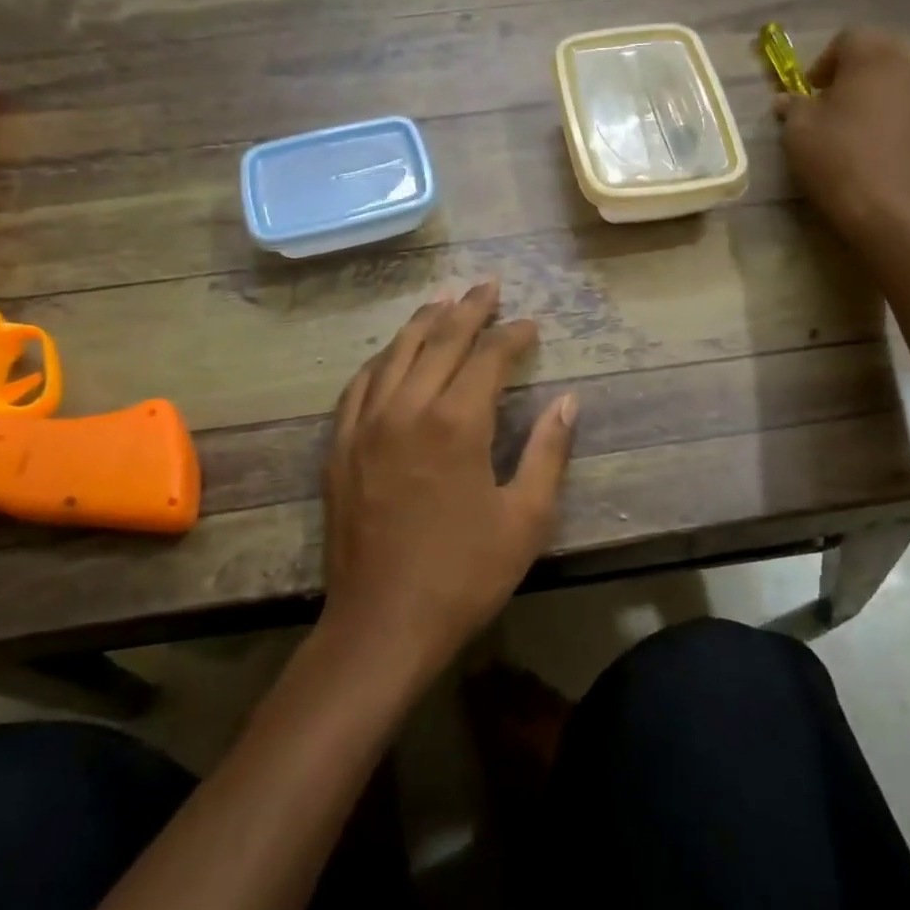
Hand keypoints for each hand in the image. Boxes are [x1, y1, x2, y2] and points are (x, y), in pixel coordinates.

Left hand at [320, 281, 576, 676]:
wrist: (382, 624)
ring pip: (395, 353)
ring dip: (422, 323)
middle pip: (439, 340)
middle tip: (488, 285)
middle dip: (468, 309)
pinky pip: (360, 385)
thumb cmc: (463, 575)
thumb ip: (548, 452)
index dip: (512, 336)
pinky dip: (382, 360)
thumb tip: (568, 401)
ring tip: (443, 301)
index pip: (488, 357)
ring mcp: (366, 424)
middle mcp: (407, 408)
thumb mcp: (525, 519)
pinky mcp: (341, 446)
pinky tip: (392, 355)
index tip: (530, 325)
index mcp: (456, 422)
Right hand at [775, 29, 909, 243]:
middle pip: (882, 49)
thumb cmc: (840, 162)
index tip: (810, 91)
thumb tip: (786, 100)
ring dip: (878, 89)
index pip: (848, 37)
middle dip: (856, 68)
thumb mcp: (799, 133)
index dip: (824, 61)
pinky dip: (895, 111)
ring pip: (902, 74)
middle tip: (833, 99)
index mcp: (874, 55)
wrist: (896, 211)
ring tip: (854, 121)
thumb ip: (793, 108)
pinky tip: (875, 142)